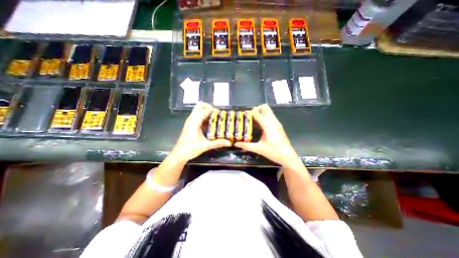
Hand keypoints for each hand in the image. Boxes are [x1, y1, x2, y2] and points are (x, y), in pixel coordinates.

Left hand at [170, 101, 230, 161]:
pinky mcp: (190, 125)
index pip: (205, 110)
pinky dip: (204, 117)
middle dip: (209, 107)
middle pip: (200, 106)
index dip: (214, 110)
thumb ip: (217, 143)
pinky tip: (210, 124)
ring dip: (207, 112)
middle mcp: (192, 119)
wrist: (179, 154)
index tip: (222, 114)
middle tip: (217, 114)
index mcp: (194, 122)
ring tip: (215, 118)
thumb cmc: (191, 149)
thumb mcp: (205, 146)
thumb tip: (229, 143)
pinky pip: (198, 116)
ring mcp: (190, 121)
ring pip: (198, 110)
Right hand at [234, 103, 303, 168]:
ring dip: (261, 112)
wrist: (288, 156)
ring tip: (253, 120)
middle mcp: (273, 121)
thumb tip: (236, 144)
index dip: (250, 112)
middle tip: (250, 116)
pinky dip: (264, 116)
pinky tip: (260, 125)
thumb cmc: (274, 152)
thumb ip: (246, 146)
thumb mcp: (259, 149)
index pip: (257, 113)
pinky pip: (270, 116)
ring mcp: (277, 123)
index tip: (243, 115)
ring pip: (268, 111)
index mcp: (268, 125)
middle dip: (256, 109)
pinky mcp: (278, 125)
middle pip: (265, 108)